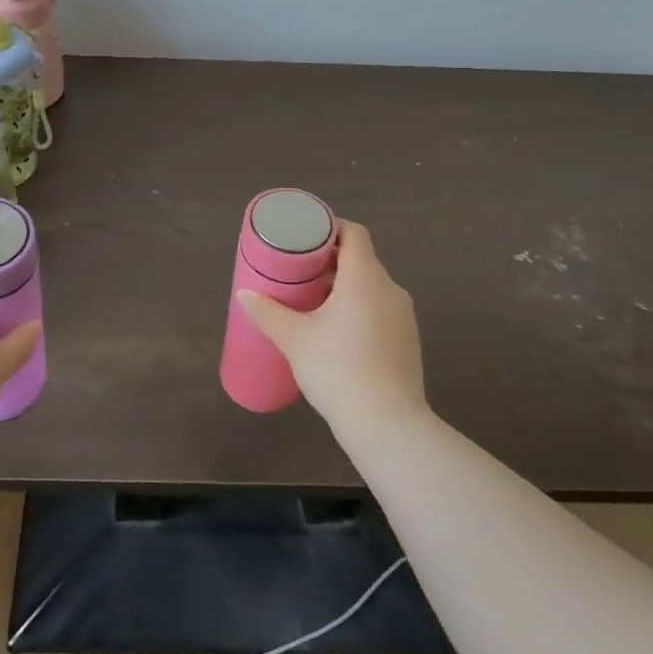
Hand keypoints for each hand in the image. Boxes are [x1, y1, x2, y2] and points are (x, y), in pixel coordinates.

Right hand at [235, 220, 425, 439]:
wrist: (388, 425)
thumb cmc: (338, 370)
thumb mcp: (294, 339)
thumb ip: (267, 312)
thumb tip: (244, 293)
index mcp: (364, 278)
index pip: (355, 233)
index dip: (331, 228)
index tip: (306, 238)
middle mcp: (390, 289)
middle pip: (361, 260)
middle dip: (331, 261)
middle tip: (300, 271)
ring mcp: (404, 316)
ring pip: (372, 287)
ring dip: (346, 287)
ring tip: (314, 303)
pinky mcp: (408, 341)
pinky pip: (381, 310)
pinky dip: (360, 309)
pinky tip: (338, 333)